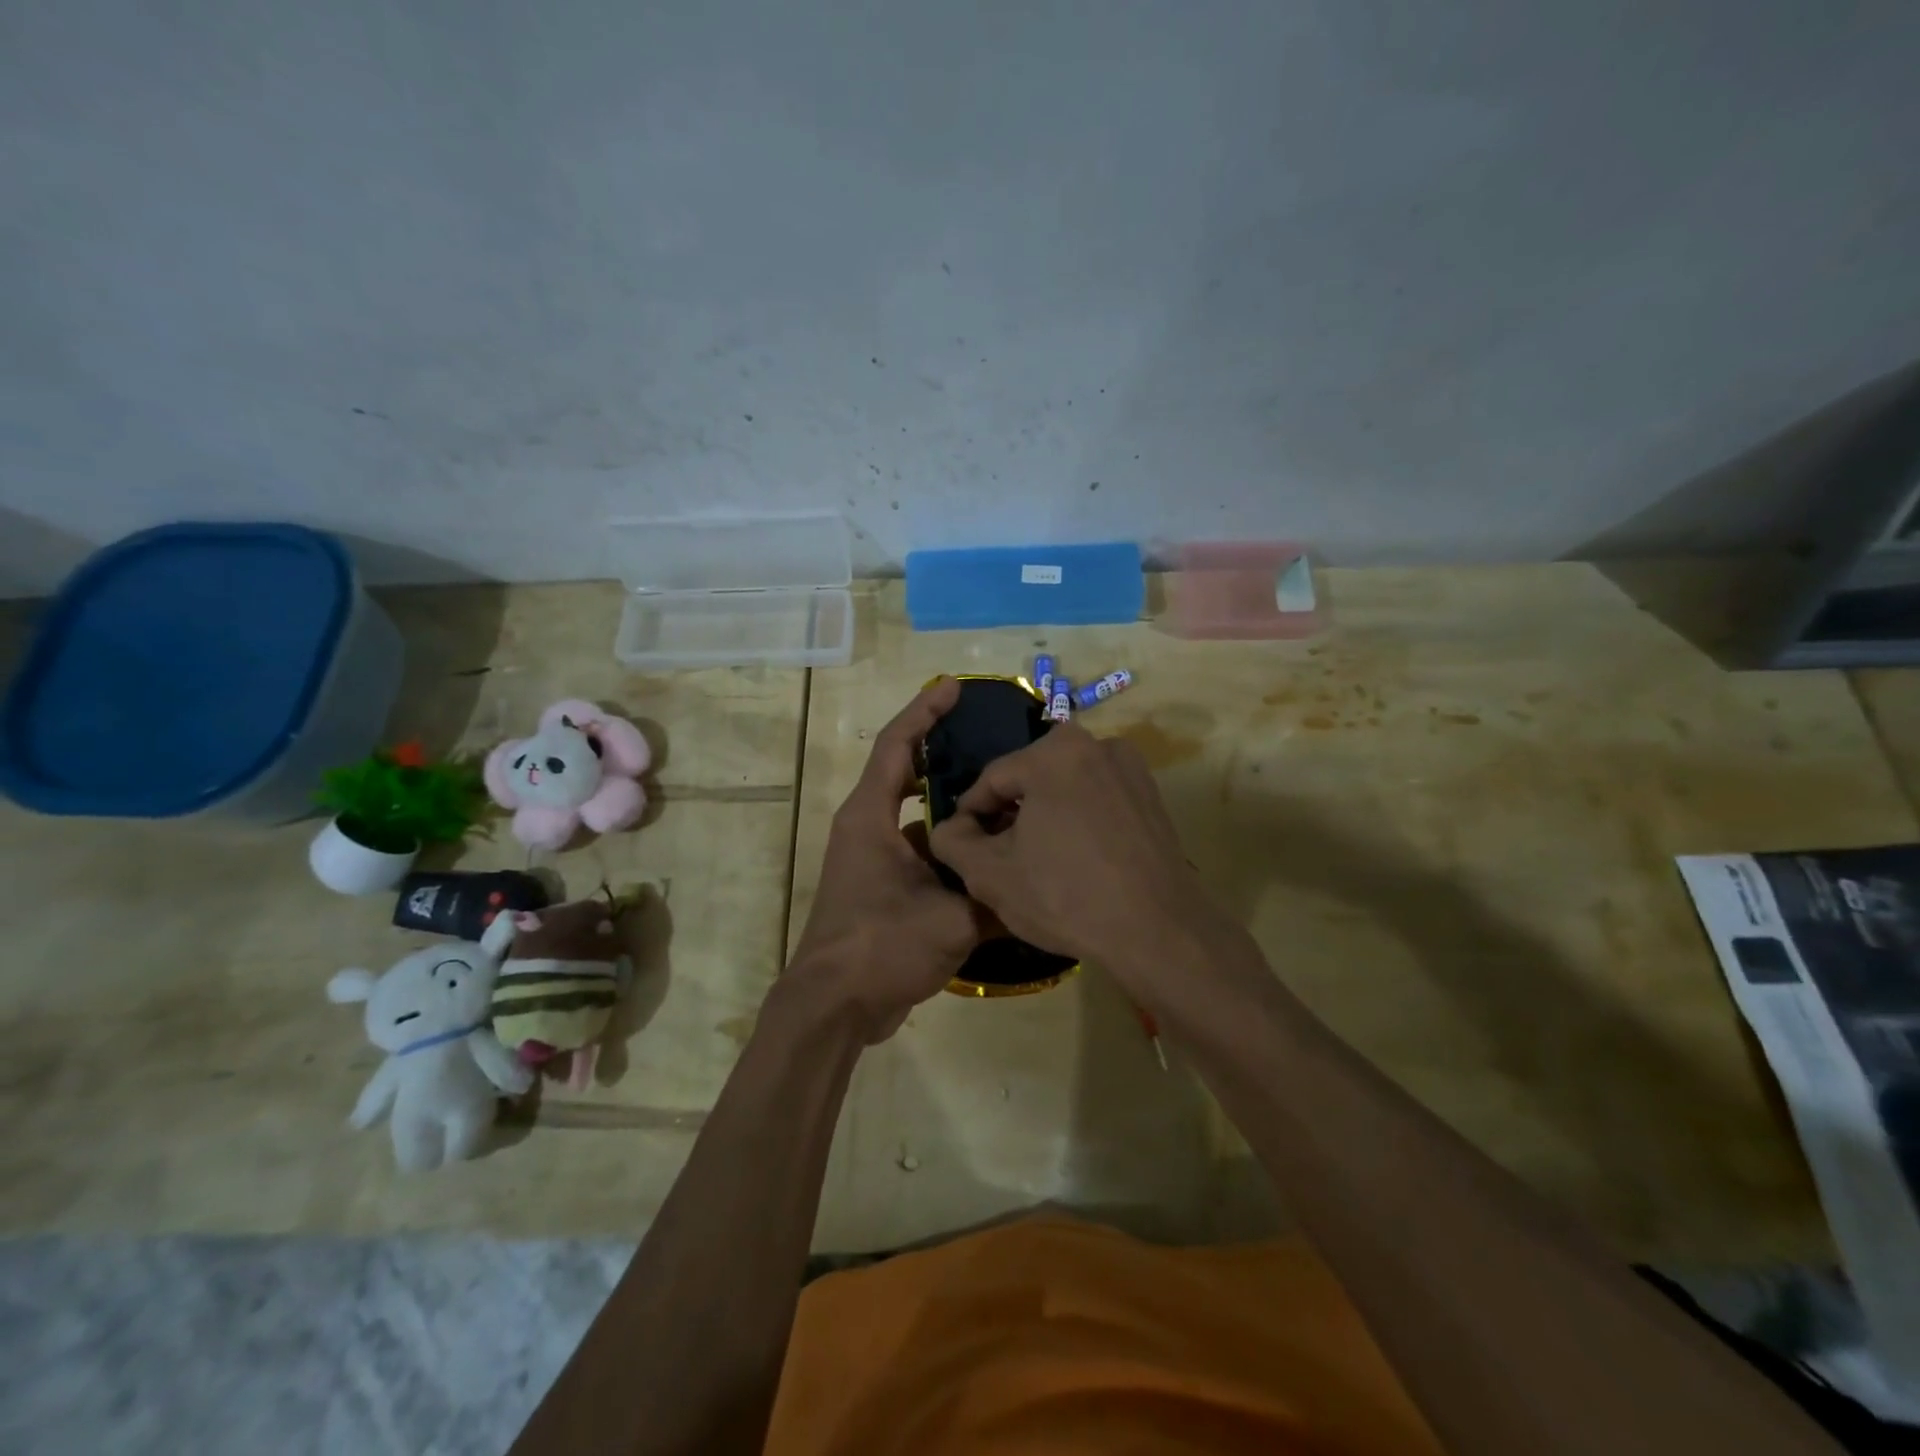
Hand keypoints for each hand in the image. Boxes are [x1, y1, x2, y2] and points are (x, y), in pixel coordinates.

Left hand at [787, 678, 987, 1042]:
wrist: (834, 1007)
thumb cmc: (881, 946)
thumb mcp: (951, 919)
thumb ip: (996, 894)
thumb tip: (1037, 881)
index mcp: (870, 817)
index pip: (896, 745)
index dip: (924, 711)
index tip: (953, 688)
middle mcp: (867, 828)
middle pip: (906, 774)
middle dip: (944, 754)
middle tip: (990, 742)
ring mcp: (873, 859)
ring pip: (918, 818)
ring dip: (952, 808)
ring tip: (1002, 798)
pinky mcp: (882, 887)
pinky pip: (921, 851)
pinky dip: (950, 848)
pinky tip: (988, 856)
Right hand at [927, 723, 1245, 1010]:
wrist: (1157, 931)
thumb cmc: (1065, 896)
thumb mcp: (989, 874)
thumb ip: (952, 841)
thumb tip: (949, 826)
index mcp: (1054, 751)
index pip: (992, 779)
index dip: (970, 815)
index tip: (963, 847)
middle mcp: (1096, 743)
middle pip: (1029, 778)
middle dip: (1009, 813)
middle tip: (998, 855)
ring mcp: (1130, 767)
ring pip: (1064, 786)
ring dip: (1043, 815)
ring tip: (1035, 860)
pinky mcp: (1151, 795)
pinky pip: (1096, 798)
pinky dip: (1078, 819)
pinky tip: (1074, 859)